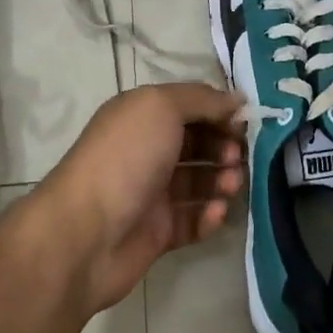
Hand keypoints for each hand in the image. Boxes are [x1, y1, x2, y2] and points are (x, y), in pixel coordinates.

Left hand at [35, 83, 245, 313]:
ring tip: (231, 185)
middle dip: (225, 146)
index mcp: (141, 117)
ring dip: (222, 180)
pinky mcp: (158, 232)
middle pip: (198, 143)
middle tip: (238, 157)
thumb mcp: (161, 107)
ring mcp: (152, 193)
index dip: (219, 111)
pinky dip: (209, 216)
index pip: (190, 107)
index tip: (246, 122)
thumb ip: (202, 99)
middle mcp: (146, 151)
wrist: (85, 233)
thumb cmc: (125, 158)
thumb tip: (236, 99)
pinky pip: (193, 220)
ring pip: (200, 182)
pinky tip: (214, 213)